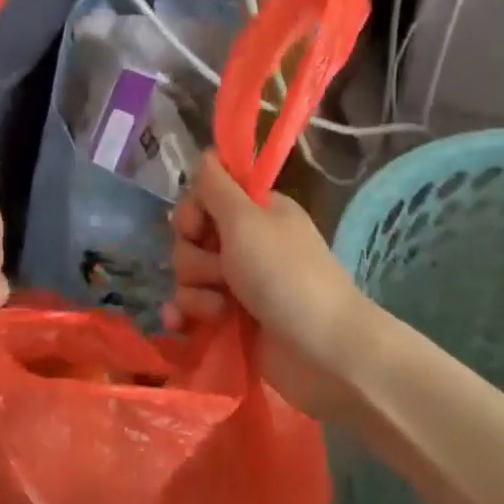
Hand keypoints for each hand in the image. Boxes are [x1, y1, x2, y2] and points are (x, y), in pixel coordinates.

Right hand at [164, 152, 361, 421]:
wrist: (323, 351)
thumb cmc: (286, 277)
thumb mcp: (247, 221)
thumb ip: (218, 187)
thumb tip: (206, 151)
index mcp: (256, 212)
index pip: (204, 198)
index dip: (192, 212)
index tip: (196, 228)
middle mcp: (247, 243)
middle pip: (191, 239)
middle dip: (195, 259)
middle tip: (222, 274)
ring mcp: (239, 285)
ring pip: (189, 276)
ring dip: (196, 292)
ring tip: (222, 310)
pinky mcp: (232, 321)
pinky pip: (192, 310)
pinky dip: (186, 317)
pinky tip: (180, 327)